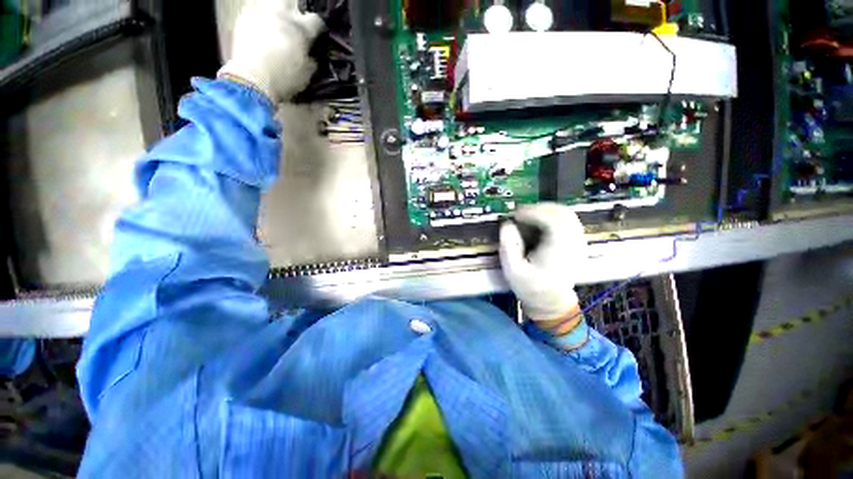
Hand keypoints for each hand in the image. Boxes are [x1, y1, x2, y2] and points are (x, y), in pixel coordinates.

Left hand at [219, 0, 324, 103]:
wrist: (251, 80)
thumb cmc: (283, 79)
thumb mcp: (305, 75)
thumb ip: (310, 61)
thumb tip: (310, 57)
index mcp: (300, 29)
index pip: (316, 21)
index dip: (318, 28)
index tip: (317, 35)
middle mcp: (281, 14)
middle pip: (291, 3)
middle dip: (294, 13)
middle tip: (294, 25)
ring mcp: (260, 13)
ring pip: (271, 4)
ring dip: (275, 13)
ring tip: (276, 25)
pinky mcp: (243, 18)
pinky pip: (254, 11)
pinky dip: (259, 18)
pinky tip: (261, 29)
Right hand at [499, 203, 587, 322]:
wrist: (550, 300)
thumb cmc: (530, 286)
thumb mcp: (512, 270)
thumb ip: (508, 246)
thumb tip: (507, 223)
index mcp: (559, 251)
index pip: (553, 221)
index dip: (533, 212)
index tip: (515, 215)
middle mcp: (573, 243)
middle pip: (562, 213)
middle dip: (538, 208)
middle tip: (519, 214)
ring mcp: (578, 241)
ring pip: (566, 214)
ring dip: (544, 210)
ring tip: (527, 217)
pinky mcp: (576, 240)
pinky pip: (566, 219)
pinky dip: (551, 215)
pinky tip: (538, 222)